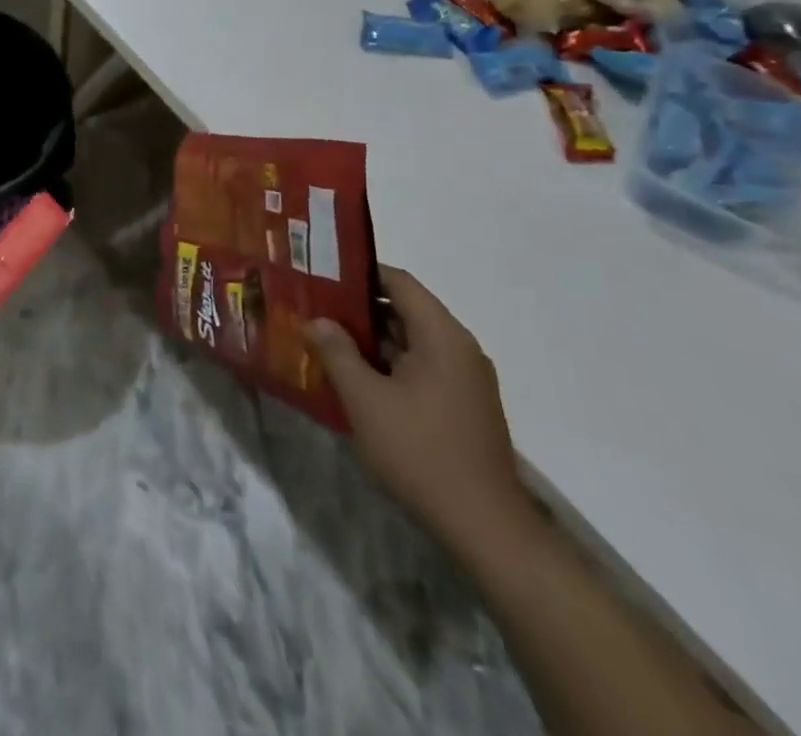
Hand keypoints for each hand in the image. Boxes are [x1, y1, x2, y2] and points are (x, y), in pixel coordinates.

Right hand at [303, 269, 535, 552]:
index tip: (321, 277)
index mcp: (442, 335)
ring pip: (413, 341)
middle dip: (359, 310)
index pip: (398, 281)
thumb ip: (337, 352)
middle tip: (315, 310)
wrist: (485, 527)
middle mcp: (460, 347)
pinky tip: (359, 381)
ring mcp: (467, 379)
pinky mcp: (465, 406)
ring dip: (373, 341)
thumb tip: (316, 320)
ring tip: (328, 342)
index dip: (359, 273)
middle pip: (405, 310)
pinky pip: (423, 368)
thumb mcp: (365, 399)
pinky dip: (391, 365)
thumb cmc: (421, 452)